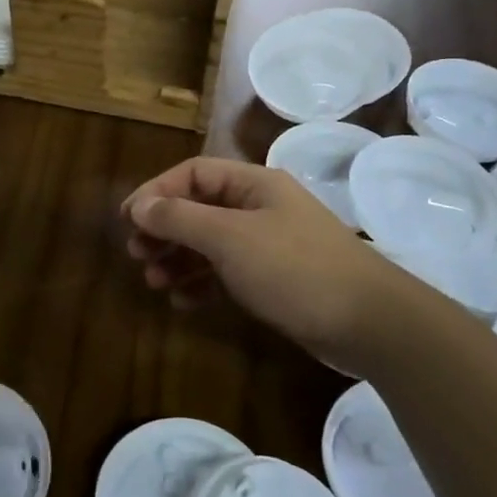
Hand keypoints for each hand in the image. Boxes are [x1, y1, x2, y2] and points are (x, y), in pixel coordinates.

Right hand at [123, 157, 392, 370]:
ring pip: (209, 243)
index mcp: (253, 184)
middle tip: (137, 254)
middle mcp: (260, 207)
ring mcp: (268, 243)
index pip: (192, 174)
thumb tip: (139, 206)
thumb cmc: (294, 268)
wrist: (368, 322)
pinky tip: (185, 302)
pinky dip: (202, 282)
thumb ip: (180, 219)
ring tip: (154, 281)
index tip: (128, 220)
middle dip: (164, 230)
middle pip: (198, 208)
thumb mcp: (229, 239)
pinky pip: (226, 272)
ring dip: (178, 259)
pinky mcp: (274, 278)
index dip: (156, 192)